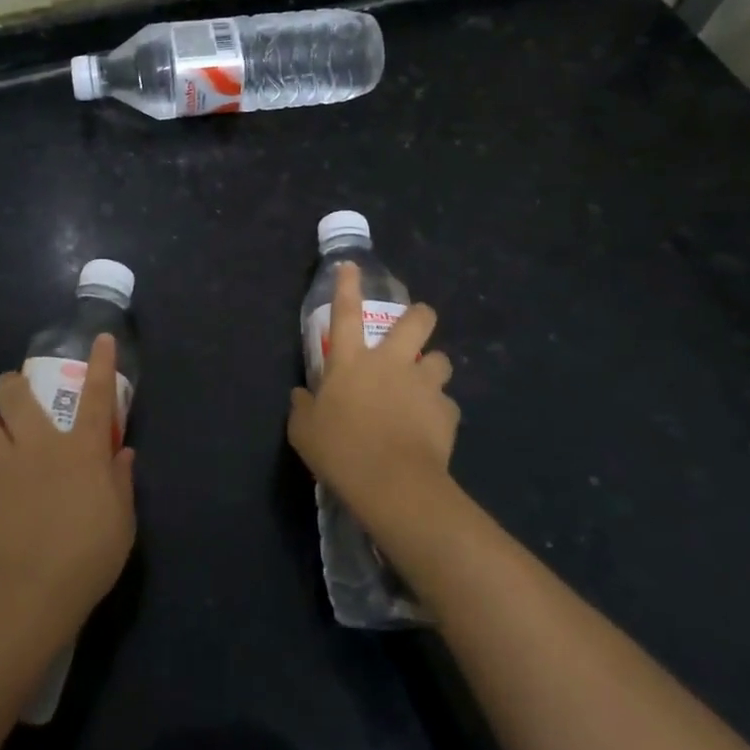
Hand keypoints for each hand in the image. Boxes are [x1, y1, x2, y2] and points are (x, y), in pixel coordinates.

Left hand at [0, 333, 136, 637]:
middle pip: (16, 395)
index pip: (96, 394)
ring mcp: (2, 467)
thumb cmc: (87, 557)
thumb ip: (121, 481)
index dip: (100, 362)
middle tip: (16, 390)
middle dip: (13, 383)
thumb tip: (121, 453)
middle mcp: (39, 445)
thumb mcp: (121, 521)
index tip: (100, 337)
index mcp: (81, 449)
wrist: (28, 595)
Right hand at [288, 263, 459, 528]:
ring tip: (426, 386)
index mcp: (351, 361)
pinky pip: (447, 404)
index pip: (346, 313)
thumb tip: (302, 395)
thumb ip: (303, 407)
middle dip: (420, 315)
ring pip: (442, 359)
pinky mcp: (446, 411)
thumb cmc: (340, 451)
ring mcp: (423, 384)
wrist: (392, 483)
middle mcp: (391, 363)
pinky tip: (431, 429)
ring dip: (434, 368)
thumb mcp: (304, 431)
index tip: (351, 266)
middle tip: (418, 322)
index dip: (347, 286)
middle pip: (415, 321)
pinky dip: (440, 412)